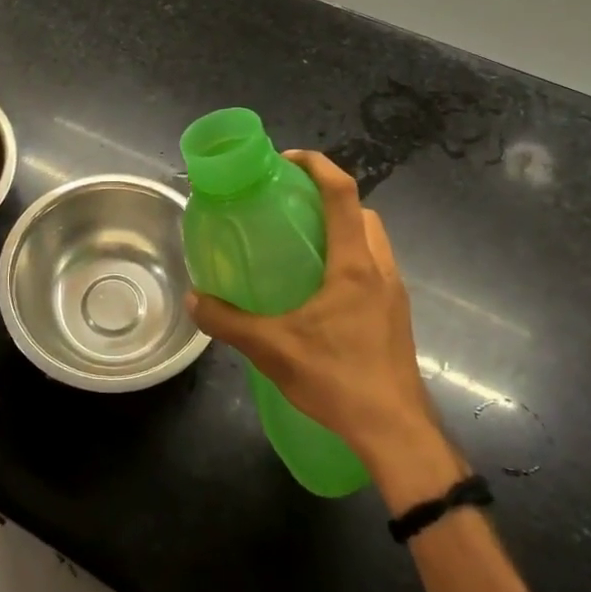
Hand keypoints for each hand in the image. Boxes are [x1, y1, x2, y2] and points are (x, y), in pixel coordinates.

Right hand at [186, 152, 460, 501]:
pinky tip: (320, 287)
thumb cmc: (337, 380)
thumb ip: (228, 321)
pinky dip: (350, 256)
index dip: (318, 165)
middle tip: (290, 204)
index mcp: (354, 265)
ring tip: (303, 242)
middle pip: (362, 211)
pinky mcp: (396, 315)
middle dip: (329, 195)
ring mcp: (394, 293)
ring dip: (343, 227)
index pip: (343, 194)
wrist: (395, 432)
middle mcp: (381, 269)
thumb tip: (194, 300)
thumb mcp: (272, 349)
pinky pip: (375, 266)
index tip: (287, 160)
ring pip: (373, 239)